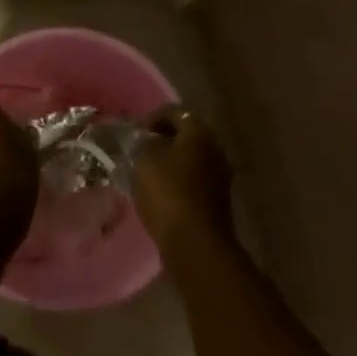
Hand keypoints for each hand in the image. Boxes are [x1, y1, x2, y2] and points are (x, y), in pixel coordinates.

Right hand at [133, 106, 234, 252]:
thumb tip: (149, 139)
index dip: (153, 117)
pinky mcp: (217, 200)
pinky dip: (178, 181)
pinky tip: (160, 193)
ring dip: (170, 162)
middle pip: (187, 135)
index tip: (136, 132)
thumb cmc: (168, 193)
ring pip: (191, 159)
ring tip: (146, 173)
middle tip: (140, 150)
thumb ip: (145, 142)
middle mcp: (215, 148)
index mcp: (199, 132)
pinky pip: (194, 180)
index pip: (176, 112)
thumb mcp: (145, 160)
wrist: (196, 243)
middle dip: (163, 140)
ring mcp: (220, 175)